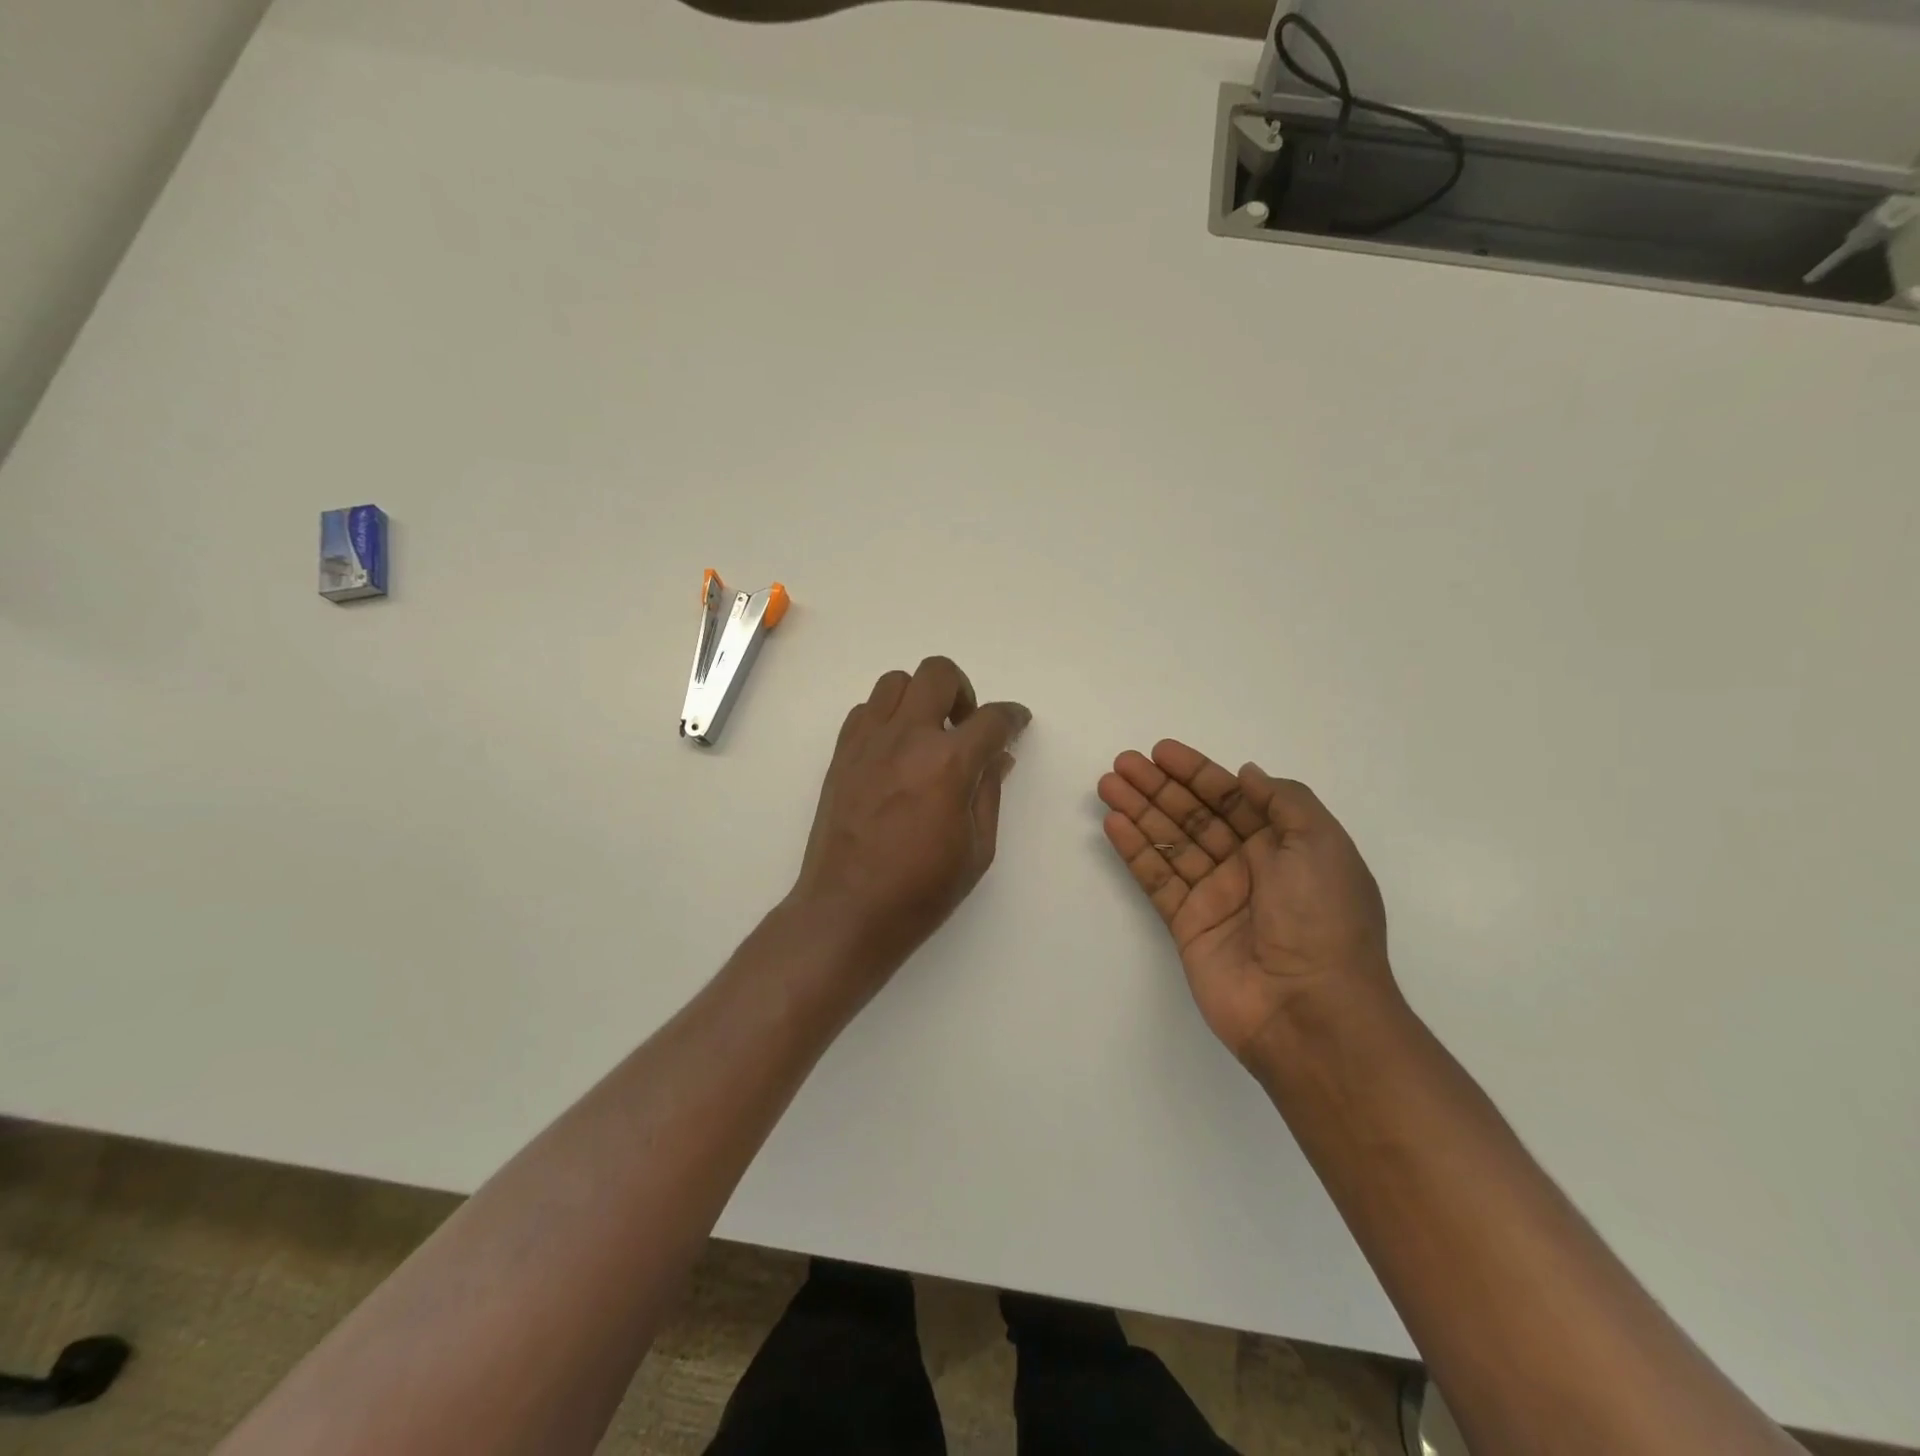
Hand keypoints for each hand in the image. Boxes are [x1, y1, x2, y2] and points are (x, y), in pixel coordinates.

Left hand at [790, 657, 1029, 990]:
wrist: (846, 911)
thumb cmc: (920, 891)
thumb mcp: (977, 849)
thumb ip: (989, 792)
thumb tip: (998, 756)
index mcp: (948, 763)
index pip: (992, 718)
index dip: (1013, 716)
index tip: (1017, 723)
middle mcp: (906, 738)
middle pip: (938, 673)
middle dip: (963, 691)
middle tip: (965, 726)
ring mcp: (868, 742)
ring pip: (895, 681)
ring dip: (920, 697)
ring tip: (927, 734)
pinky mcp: (841, 754)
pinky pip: (865, 710)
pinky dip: (886, 717)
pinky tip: (894, 751)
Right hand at [1098, 740, 1391, 1069]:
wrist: (1310, 1010)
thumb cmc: (1322, 917)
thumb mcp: (1321, 844)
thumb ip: (1283, 800)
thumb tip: (1246, 774)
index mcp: (1284, 845)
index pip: (1232, 797)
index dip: (1196, 772)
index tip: (1161, 752)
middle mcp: (1249, 866)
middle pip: (1195, 815)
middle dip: (1159, 787)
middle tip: (1122, 763)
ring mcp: (1216, 896)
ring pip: (1171, 842)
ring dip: (1139, 812)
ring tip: (1107, 785)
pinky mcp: (1187, 925)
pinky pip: (1157, 878)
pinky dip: (1136, 851)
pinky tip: (1114, 825)